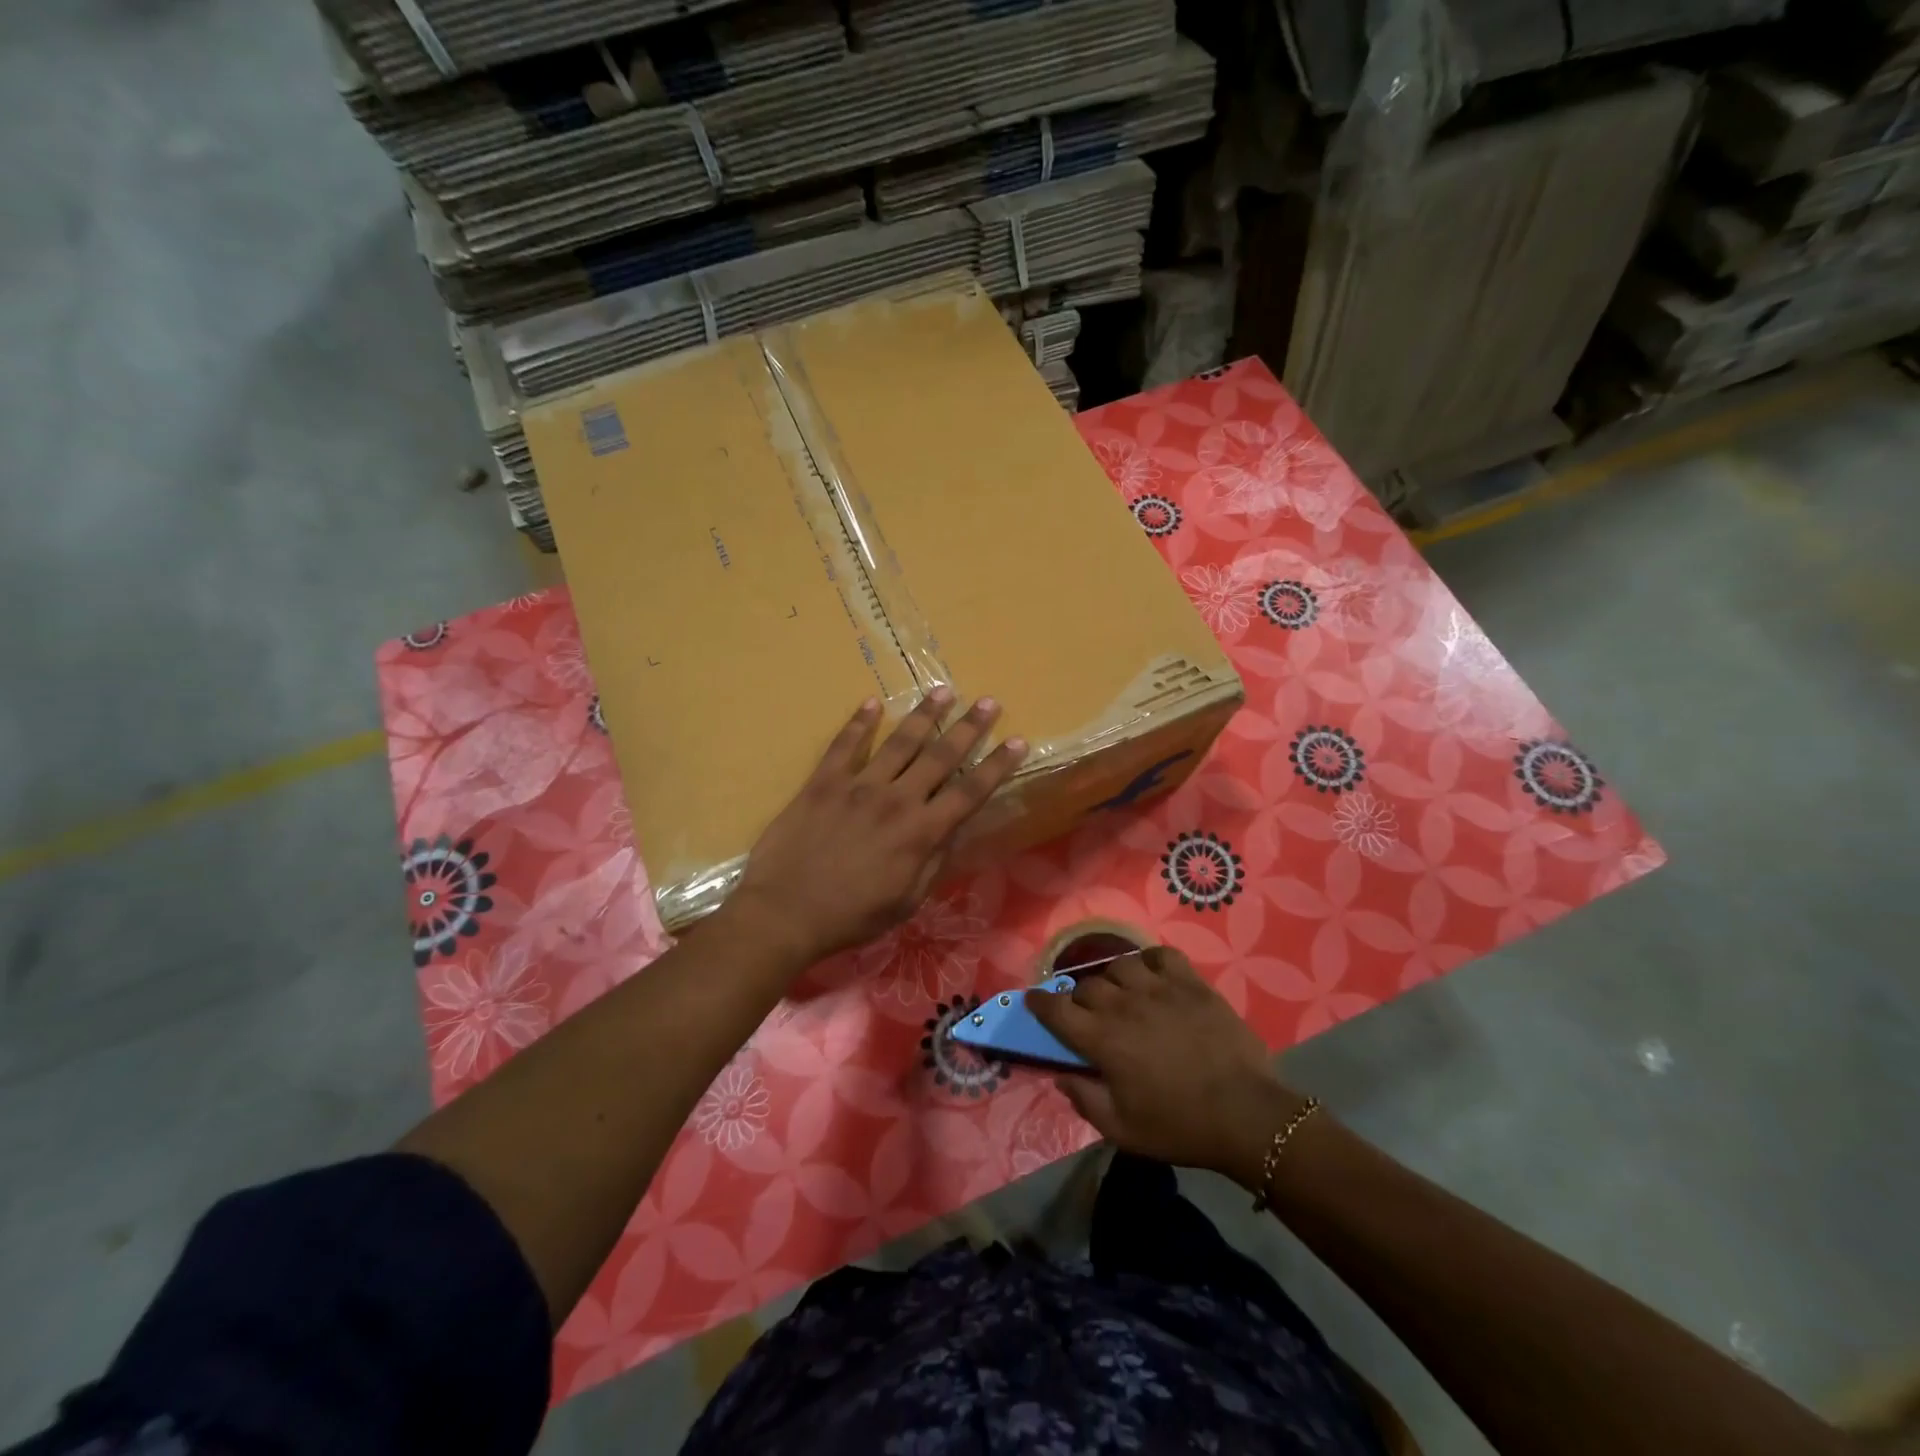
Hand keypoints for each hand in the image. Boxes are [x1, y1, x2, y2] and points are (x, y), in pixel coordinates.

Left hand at [730, 689, 1027, 965]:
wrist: (784, 912)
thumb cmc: (851, 916)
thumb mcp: (907, 901)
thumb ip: (935, 862)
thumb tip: (957, 827)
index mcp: (920, 833)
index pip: (969, 792)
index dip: (996, 766)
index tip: (1017, 741)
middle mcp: (896, 800)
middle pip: (940, 756)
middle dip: (968, 728)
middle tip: (987, 702)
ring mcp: (857, 786)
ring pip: (899, 742)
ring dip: (923, 715)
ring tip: (943, 691)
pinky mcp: (823, 782)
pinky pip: (844, 745)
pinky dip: (859, 722)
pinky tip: (872, 703)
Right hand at [1026, 946, 1312, 1188]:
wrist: (1245, 1115)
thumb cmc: (1179, 1127)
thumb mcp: (1122, 1131)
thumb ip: (1085, 1101)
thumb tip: (1062, 1077)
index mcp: (1102, 1039)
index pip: (1056, 1010)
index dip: (1040, 1003)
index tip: (1034, 1000)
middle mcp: (1123, 1005)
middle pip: (1087, 986)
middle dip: (1080, 998)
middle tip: (1089, 1015)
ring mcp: (1158, 988)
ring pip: (1120, 965)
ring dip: (1113, 978)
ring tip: (1122, 993)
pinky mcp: (1191, 983)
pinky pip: (1161, 955)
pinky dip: (1151, 961)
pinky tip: (1153, 976)